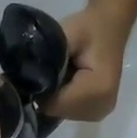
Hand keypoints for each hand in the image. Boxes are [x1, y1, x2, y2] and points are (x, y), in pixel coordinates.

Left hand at [43, 1, 132, 122]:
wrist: (111, 25)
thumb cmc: (89, 27)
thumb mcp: (66, 35)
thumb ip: (48, 58)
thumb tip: (24, 81)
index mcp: (98, 89)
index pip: (55, 104)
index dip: (41, 88)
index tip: (39, 69)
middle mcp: (102, 106)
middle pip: (57, 110)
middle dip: (48, 93)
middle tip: (51, 68)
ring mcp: (100, 111)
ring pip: (61, 112)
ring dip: (55, 96)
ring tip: (62, 73)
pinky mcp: (97, 112)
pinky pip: (69, 111)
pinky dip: (63, 99)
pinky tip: (67, 82)